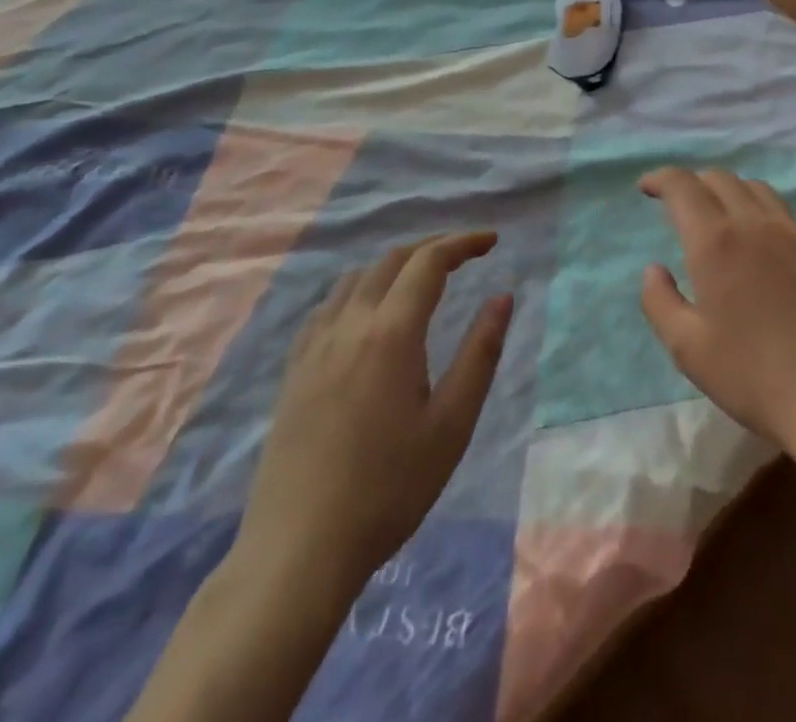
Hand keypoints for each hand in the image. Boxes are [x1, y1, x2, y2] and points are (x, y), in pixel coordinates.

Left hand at [231, 232, 513, 603]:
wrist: (298, 553)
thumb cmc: (389, 489)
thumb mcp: (452, 423)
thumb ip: (480, 353)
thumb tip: (502, 298)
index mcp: (391, 333)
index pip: (429, 262)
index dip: (463, 243)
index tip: (492, 242)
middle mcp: (349, 326)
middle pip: (391, 261)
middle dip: (432, 248)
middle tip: (465, 256)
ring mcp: (313, 348)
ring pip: (355, 279)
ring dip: (394, 265)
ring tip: (421, 279)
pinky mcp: (293, 373)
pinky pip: (327, 307)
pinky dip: (359, 289)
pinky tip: (366, 315)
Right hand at [637, 168, 795, 453]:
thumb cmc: (753, 376)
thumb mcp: (688, 348)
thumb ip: (660, 301)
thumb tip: (654, 269)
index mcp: (716, 242)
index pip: (683, 186)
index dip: (661, 178)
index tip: (646, 187)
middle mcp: (755, 223)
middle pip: (720, 178)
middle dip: (693, 183)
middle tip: (679, 205)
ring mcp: (795, 233)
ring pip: (756, 189)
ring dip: (729, 192)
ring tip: (720, 217)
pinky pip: (785, 215)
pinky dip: (761, 215)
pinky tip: (762, 246)